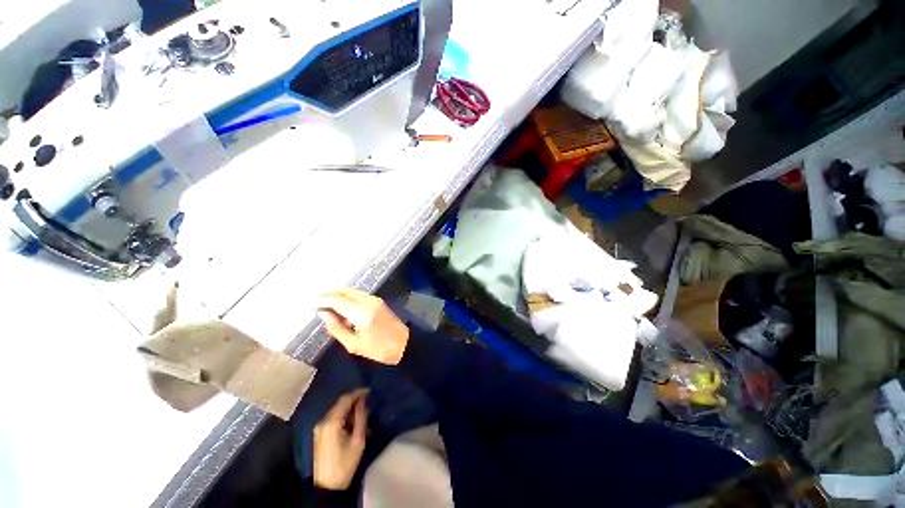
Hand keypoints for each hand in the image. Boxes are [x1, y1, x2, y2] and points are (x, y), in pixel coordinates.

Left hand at [313, 388, 368, 489]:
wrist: (327, 486)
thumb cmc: (345, 463)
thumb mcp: (358, 440)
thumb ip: (361, 417)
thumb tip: (363, 401)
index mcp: (332, 422)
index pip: (345, 399)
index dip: (358, 393)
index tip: (369, 391)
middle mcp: (323, 421)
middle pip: (340, 403)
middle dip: (354, 400)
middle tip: (367, 401)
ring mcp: (319, 427)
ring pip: (336, 410)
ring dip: (349, 408)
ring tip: (362, 412)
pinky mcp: (320, 433)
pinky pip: (333, 417)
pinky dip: (343, 415)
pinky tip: (352, 421)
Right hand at [317, 287, 409, 364]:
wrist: (404, 344)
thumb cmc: (379, 349)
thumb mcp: (354, 345)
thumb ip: (336, 328)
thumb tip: (324, 313)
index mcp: (362, 313)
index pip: (337, 300)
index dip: (322, 300)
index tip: (310, 305)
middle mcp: (368, 301)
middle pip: (344, 289)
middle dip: (328, 293)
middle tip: (315, 303)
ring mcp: (374, 299)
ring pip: (351, 290)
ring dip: (337, 294)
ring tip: (325, 306)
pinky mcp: (377, 300)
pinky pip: (357, 294)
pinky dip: (346, 297)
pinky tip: (340, 308)